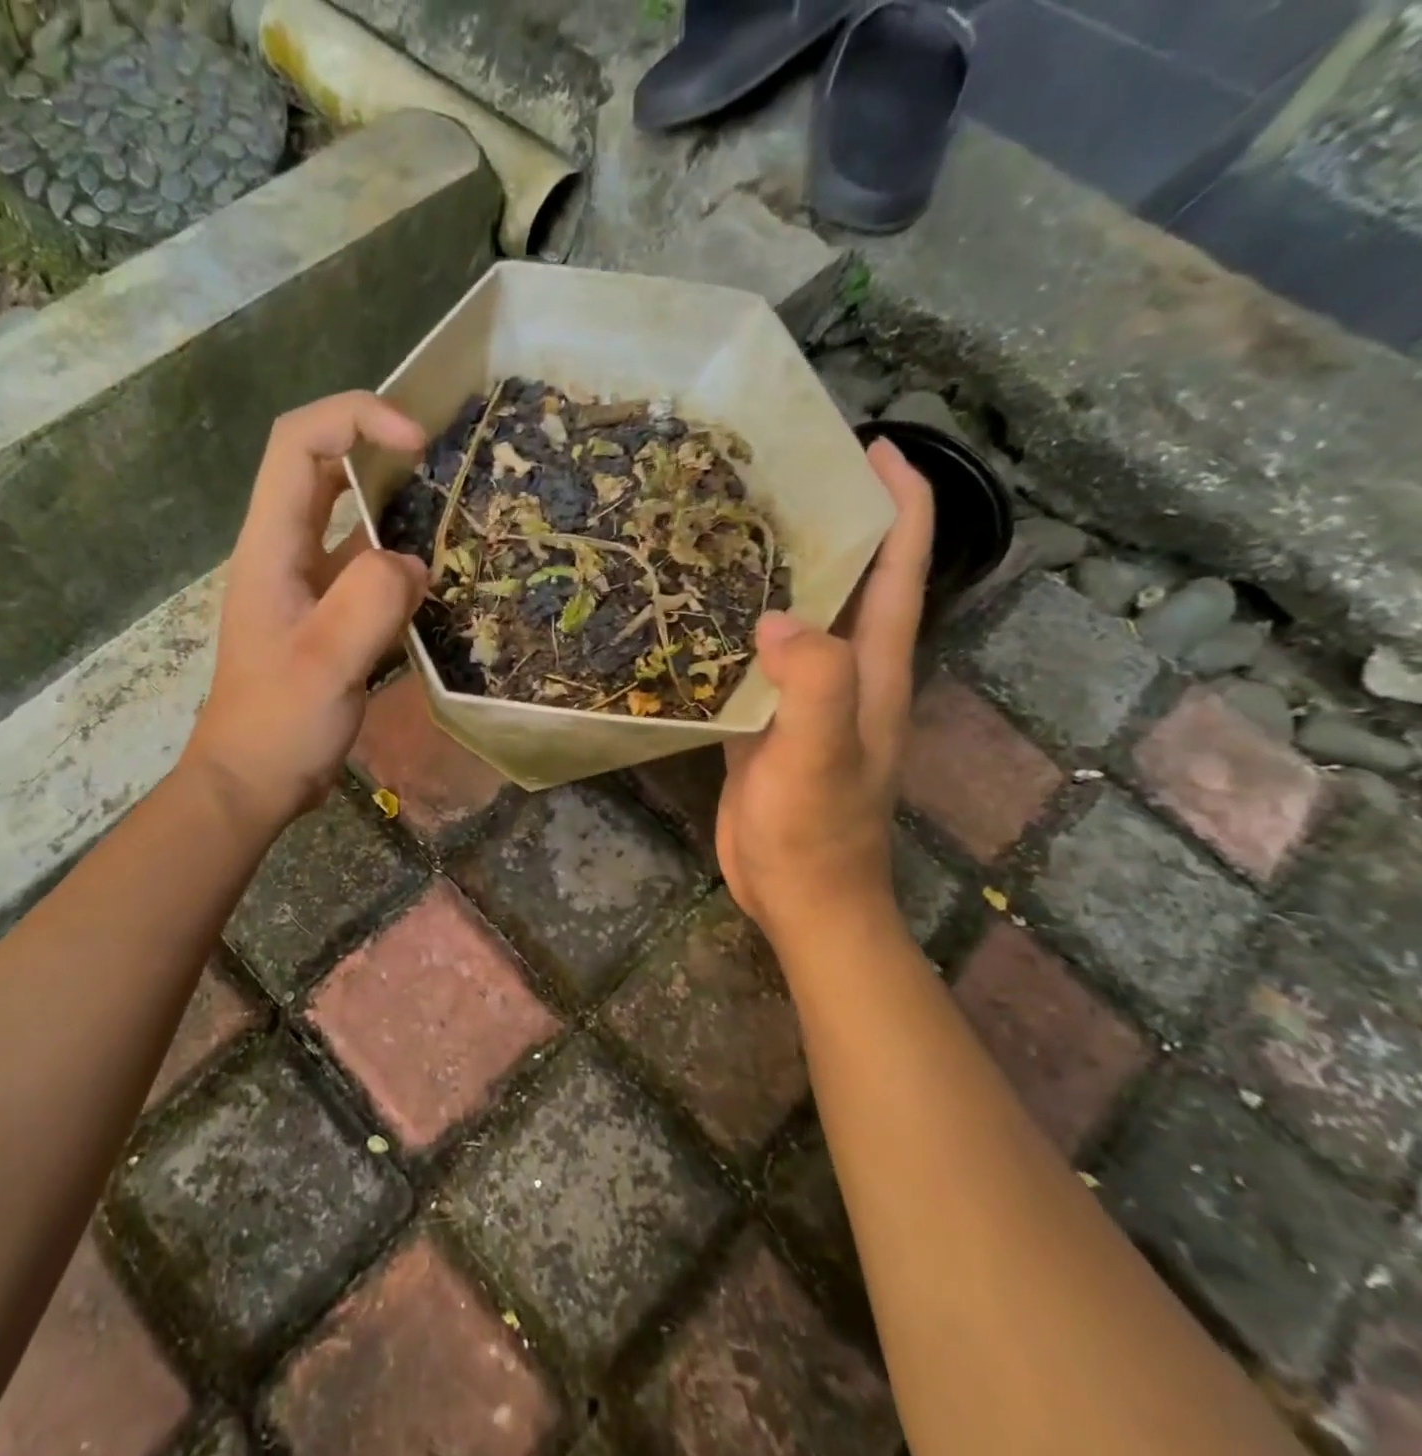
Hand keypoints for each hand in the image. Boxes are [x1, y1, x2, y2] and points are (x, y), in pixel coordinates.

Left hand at [183, 392, 429, 830]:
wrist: (255, 782)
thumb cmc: (279, 724)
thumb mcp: (326, 663)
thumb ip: (371, 602)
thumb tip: (416, 563)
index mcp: (271, 546)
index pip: (300, 443)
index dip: (356, 417)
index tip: (417, 441)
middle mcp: (286, 552)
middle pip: (325, 467)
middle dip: (380, 447)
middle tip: (445, 459)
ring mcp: (307, 584)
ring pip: (352, 519)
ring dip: (398, 504)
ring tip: (455, 508)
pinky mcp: (328, 615)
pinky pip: (368, 569)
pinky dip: (401, 560)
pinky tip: (438, 576)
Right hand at [716, 440, 935, 959]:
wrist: (801, 897)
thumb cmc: (817, 830)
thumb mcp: (821, 755)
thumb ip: (812, 683)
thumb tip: (774, 617)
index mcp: (875, 665)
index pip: (901, 565)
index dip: (900, 500)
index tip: (872, 444)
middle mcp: (848, 669)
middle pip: (852, 578)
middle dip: (831, 520)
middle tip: (778, 475)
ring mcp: (806, 696)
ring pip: (800, 614)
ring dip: (778, 569)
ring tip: (730, 527)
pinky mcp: (768, 720)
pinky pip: (758, 656)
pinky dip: (737, 624)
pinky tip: (700, 609)